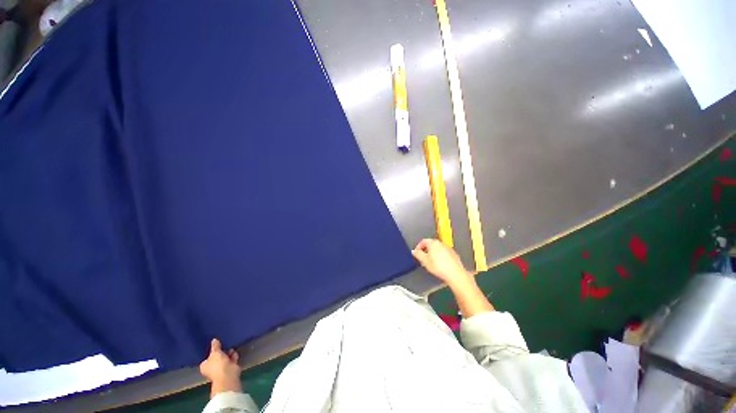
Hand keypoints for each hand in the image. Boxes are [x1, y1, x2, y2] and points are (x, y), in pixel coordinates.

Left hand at [200, 338, 241, 396]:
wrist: (228, 374)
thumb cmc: (218, 364)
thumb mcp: (215, 352)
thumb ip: (215, 346)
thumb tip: (214, 339)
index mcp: (204, 366)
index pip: (207, 358)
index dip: (211, 352)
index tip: (216, 346)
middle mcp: (211, 369)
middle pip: (217, 358)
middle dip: (222, 352)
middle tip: (225, 346)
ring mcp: (221, 370)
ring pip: (225, 359)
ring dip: (228, 354)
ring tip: (231, 349)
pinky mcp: (229, 369)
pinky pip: (231, 360)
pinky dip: (233, 357)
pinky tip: (235, 353)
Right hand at [412, 239, 473, 287]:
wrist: (455, 273)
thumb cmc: (438, 266)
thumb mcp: (425, 261)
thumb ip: (418, 254)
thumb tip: (414, 251)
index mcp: (433, 243)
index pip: (423, 241)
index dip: (418, 247)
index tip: (417, 253)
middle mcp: (441, 243)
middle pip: (431, 244)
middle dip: (425, 250)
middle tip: (423, 258)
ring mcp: (448, 248)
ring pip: (437, 248)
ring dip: (433, 253)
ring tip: (431, 261)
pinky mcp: (453, 254)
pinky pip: (444, 252)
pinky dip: (440, 255)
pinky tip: (440, 264)